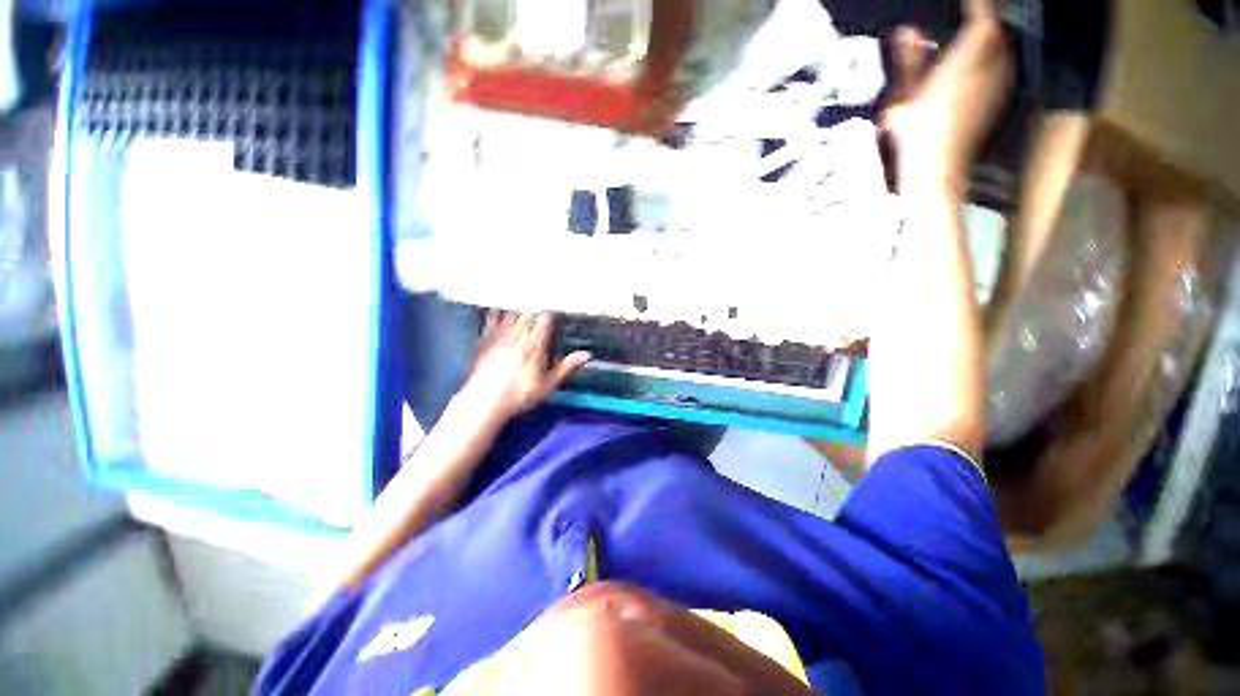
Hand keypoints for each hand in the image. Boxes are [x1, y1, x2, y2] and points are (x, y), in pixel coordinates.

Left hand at [458, 311, 591, 422]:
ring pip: (511, 313)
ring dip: (519, 308)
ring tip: (525, 304)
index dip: (552, 313)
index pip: (545, 319)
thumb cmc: (520, 394)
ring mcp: (500, 336)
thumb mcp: (549, 384)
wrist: (485, 402)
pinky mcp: (485, 340)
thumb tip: (587, 355)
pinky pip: (491, 320)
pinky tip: (498, 310)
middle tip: (542, 306)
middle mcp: (518, 335)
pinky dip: (496, 313)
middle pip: (529, 313)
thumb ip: (567, 367)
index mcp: (535, 344)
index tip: (557, 313)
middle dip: (536, 309)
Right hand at [881, 0, 1012, 197]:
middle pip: (995, 33)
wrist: (937, 172)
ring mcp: (996, 87)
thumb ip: (908, 62)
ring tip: (970, 39)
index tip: (968, 1)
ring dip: (988, 41)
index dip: (979, 5)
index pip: (984, 20)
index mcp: (963, 64)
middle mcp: (988, 70)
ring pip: (1001, 50)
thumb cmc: (914, 137)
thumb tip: (905, 30)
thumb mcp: (901, 99)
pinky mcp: (998, 101)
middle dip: (983, 21)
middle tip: (969, 16)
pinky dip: (990, 60)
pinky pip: (1001, 68)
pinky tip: (975, 68)